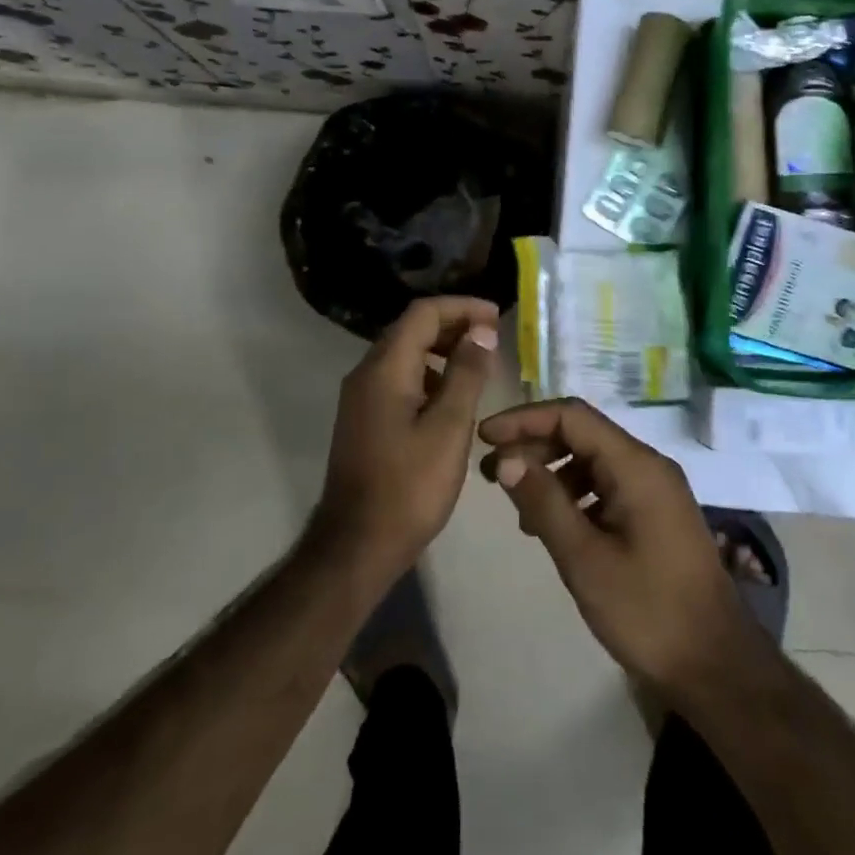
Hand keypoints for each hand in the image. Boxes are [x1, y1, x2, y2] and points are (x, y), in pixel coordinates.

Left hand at [313, 296, 499, 579]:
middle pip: (412, 329)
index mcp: (385, 368)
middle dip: (454, 325)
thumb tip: (481, 331)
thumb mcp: (449, 427)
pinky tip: (453, 398)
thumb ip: (466, 373)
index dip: (462, 307)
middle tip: (493, 338)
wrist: (356, 547)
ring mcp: (361, 398)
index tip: (498, 318)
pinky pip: (399, 379)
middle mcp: (366, 373)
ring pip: (405, 354)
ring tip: (480, 365)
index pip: (424, 313)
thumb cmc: (409, 487)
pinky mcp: (365, 419)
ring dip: (442, 350)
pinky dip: (429, 375)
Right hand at [479, 398, 763, 698]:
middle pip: (583, 433)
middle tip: (491, 473)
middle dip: (534, 445)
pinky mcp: (656, 513)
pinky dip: (575, 494)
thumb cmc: (647, 611)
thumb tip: (506, 457)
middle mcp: (648, 465)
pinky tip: (552, 526)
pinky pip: (608, 485)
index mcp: (636, 465)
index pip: (572, 416)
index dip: (525, 419)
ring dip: (553, 471)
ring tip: (517, 505)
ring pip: (594, 460)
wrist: (715, 665)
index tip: (484, 437)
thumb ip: (544, 502)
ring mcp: (656, 489)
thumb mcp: (585, 559)